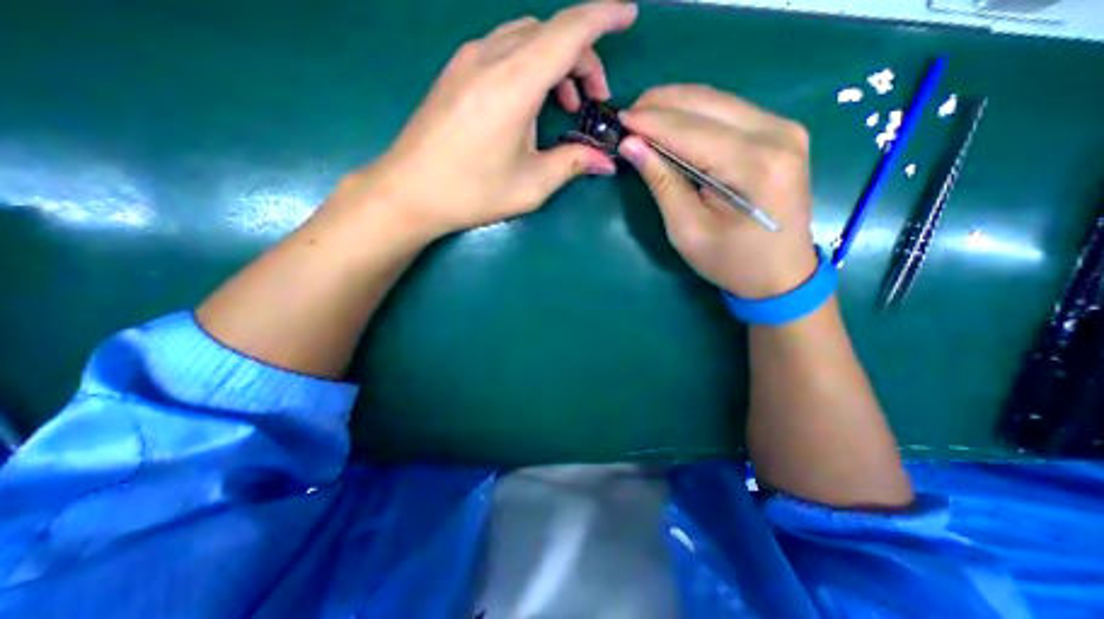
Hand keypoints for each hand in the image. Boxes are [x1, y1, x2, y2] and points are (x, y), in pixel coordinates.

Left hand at [335, 1, 639, 238]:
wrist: (409, 191)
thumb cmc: (472, 192)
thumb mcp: (531, 185)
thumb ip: (572, 164)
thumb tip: (606, 160)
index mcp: (514, 83)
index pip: (569, 31)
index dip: (604, 17)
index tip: (628, 17)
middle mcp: (491, 57)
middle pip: (550, 32)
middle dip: (582, 57)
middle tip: (593, 100)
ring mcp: (468, 60)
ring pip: (527, 37)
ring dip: (555, 62)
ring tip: (564, 105)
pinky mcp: (456, 71)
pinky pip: (504, 49)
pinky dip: (530, 65)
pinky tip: (531, 101)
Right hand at [621, 85, 817, 302]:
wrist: (780, 274)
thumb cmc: (730, 261)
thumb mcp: (687, 230)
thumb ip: (662, 183)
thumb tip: (632, 146)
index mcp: (754, 166)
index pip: (691, 131)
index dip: (651, 123)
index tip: (619, 119)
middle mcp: (777, 135)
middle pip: (707, 104)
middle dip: (662, 104)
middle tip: (628, 115)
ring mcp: (784, 129)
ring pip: (719, 101)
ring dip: (678, 105)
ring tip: (644, 115)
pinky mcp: (782, 133)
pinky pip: (730, 111)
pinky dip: (697, 113)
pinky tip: (675, 121)